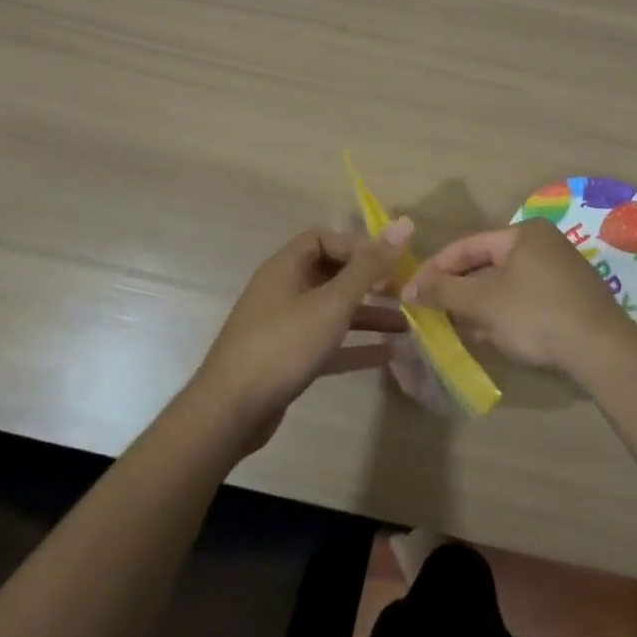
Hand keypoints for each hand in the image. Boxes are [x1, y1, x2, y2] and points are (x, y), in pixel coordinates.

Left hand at [191, 221, 411, 449]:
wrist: (231, 411)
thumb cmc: (283, 345)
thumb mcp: (332, 303)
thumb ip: (369, 267)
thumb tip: (403, 225)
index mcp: (286, 267)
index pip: (323, 239)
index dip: (357, 246)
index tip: (388, 263)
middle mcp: (283, 290)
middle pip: (330, 274)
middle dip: (368, 282)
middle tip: (403, 293)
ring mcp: (283, 326)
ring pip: (332, 311)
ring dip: (366, 315)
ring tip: (405, 326)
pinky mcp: (287, 359)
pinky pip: (326, 343)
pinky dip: (353, 346)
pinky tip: (386, 355)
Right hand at [402, 219, 628, 372]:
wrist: (601, 350)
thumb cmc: (535, 315)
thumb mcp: (482, 303)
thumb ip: (443, 292)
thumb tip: (410, 289)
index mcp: (523, 233)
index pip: (467, 245)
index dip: (435, 269)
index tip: (411, 291)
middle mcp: (544, 244)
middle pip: (487, 264)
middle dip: (458, 290)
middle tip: (432, 310)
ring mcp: (562, 271)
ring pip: (506, 285)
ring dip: (479, 305)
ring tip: (454, 327)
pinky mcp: (572, 299)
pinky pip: (526, 300)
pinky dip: (504, 314)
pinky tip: (490, 336)